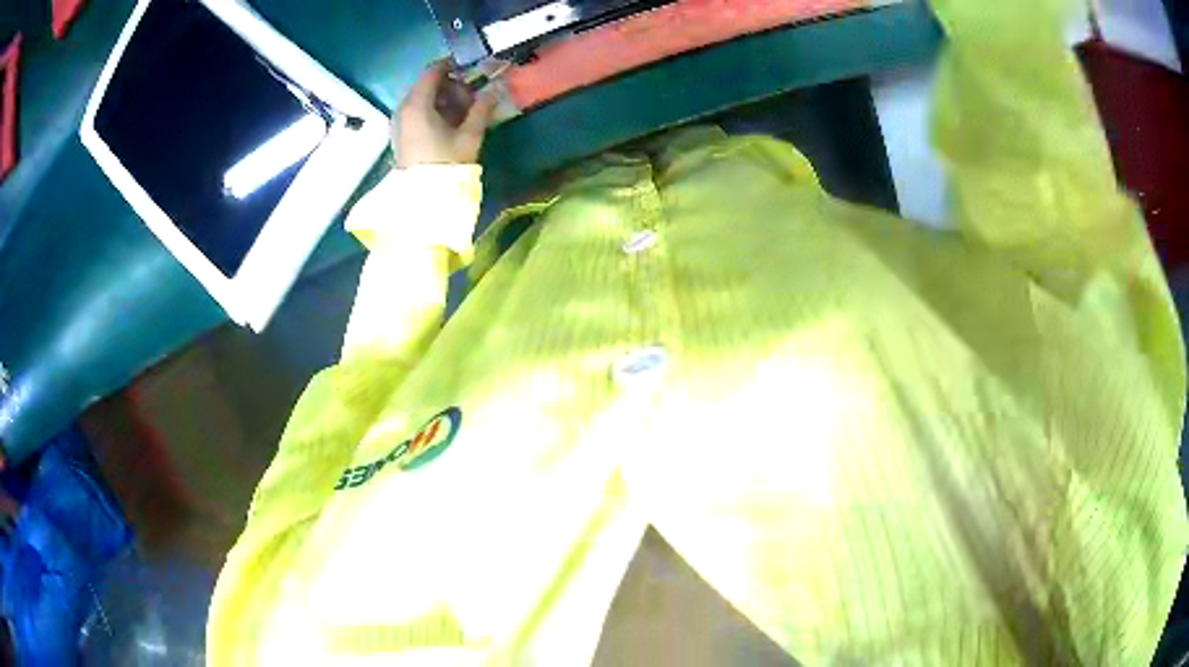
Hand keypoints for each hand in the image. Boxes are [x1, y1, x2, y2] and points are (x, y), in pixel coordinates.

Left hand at [393, 60, 496, 167]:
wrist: (423, 199)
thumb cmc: (447, 164)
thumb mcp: (470, 134)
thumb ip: (483, 107)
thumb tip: (495, 88)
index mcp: (417, 104)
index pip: (432, 71)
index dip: (452, 65)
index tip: (471, 68)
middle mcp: (403, 108)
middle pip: (427, 85)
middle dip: (451, 86)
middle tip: (472, 99)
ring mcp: (399, 122)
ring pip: (423, 98)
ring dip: (444, 100)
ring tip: (464, 115)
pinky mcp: (400, 134)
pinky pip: (417, 112)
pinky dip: (433, 111)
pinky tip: (449, 125)